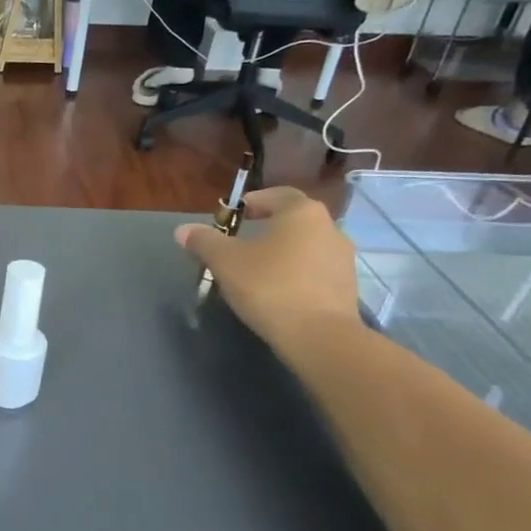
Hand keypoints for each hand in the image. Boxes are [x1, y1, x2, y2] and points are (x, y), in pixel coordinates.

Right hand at [176, 188, 360, 354]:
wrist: (319, 336)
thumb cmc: (269, 286)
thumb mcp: (225, 262)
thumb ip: (204, 242)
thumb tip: (183, 230)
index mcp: (301, 213)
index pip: (277, 195)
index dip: (253, 201)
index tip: (234, 216)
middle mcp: (329, 227)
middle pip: (293, 220)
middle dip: (267, 228)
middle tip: (240, 244)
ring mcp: (343, 258)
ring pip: (306, 246)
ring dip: (283, 252)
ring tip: (257, 271)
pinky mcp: (347, 286)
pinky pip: (315, 270)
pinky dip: (296, 274)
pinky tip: (278, 292)